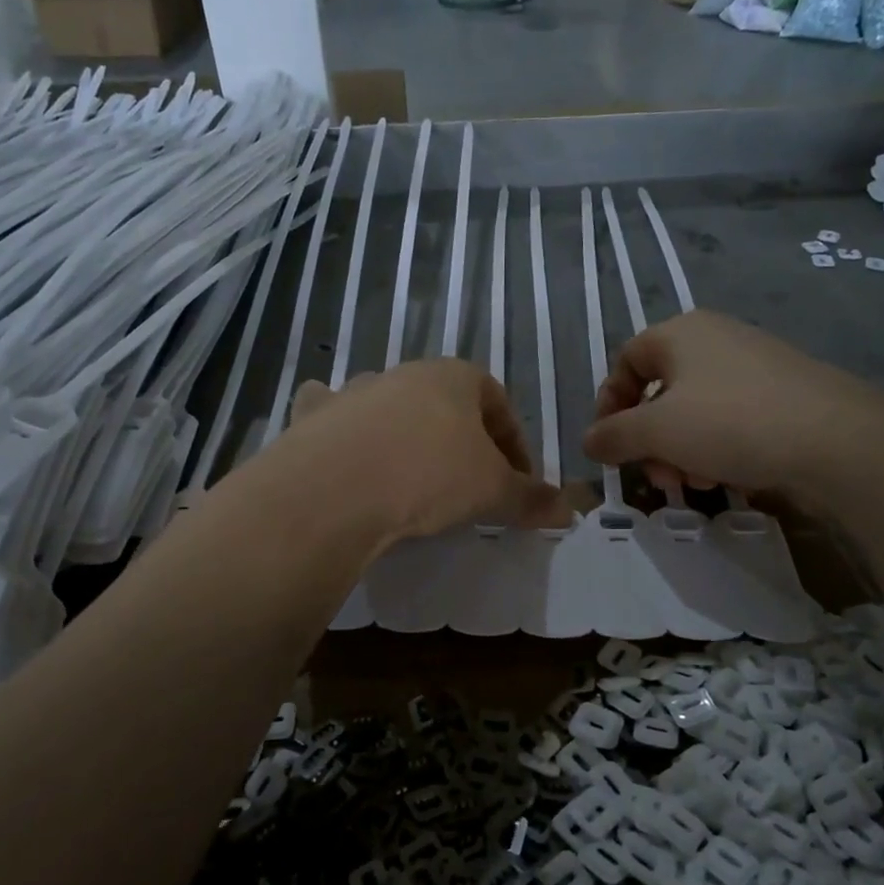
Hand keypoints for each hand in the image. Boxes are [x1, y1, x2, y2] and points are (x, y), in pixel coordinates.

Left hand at [287, 360, 566, 540]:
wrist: (336, 487)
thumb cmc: (430, 475)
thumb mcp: (493, 491)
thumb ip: (530, 498)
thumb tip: (569, 510)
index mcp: (454, 377)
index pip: (498, 403)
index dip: (515, 444)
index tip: (517, 482)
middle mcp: (403, 374)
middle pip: (444, 405)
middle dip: (461, 442)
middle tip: (469, 485)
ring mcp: (353, 392)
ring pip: (389, 407)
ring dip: (405, 436)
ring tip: (411, 481)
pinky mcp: (314, 418)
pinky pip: (332, 416)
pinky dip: (340, 430)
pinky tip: (345, 456)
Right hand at [582, 310, 883, 496]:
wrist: (837, 440)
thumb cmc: (730, 423)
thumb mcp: (656, 432)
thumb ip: (613, 436)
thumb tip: (589, 441)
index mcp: (680, 333)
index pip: (625, 361)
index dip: (609, 404)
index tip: (609, 446)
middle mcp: (716, 339)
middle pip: (660, 391)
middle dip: (649, 440)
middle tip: (658, 476)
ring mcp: (753, 365)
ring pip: (694, 411)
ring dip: (680, 451)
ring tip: (695, 484)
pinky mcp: (782, 393)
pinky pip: (730, 419)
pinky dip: (715, 449)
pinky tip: (725, 478)